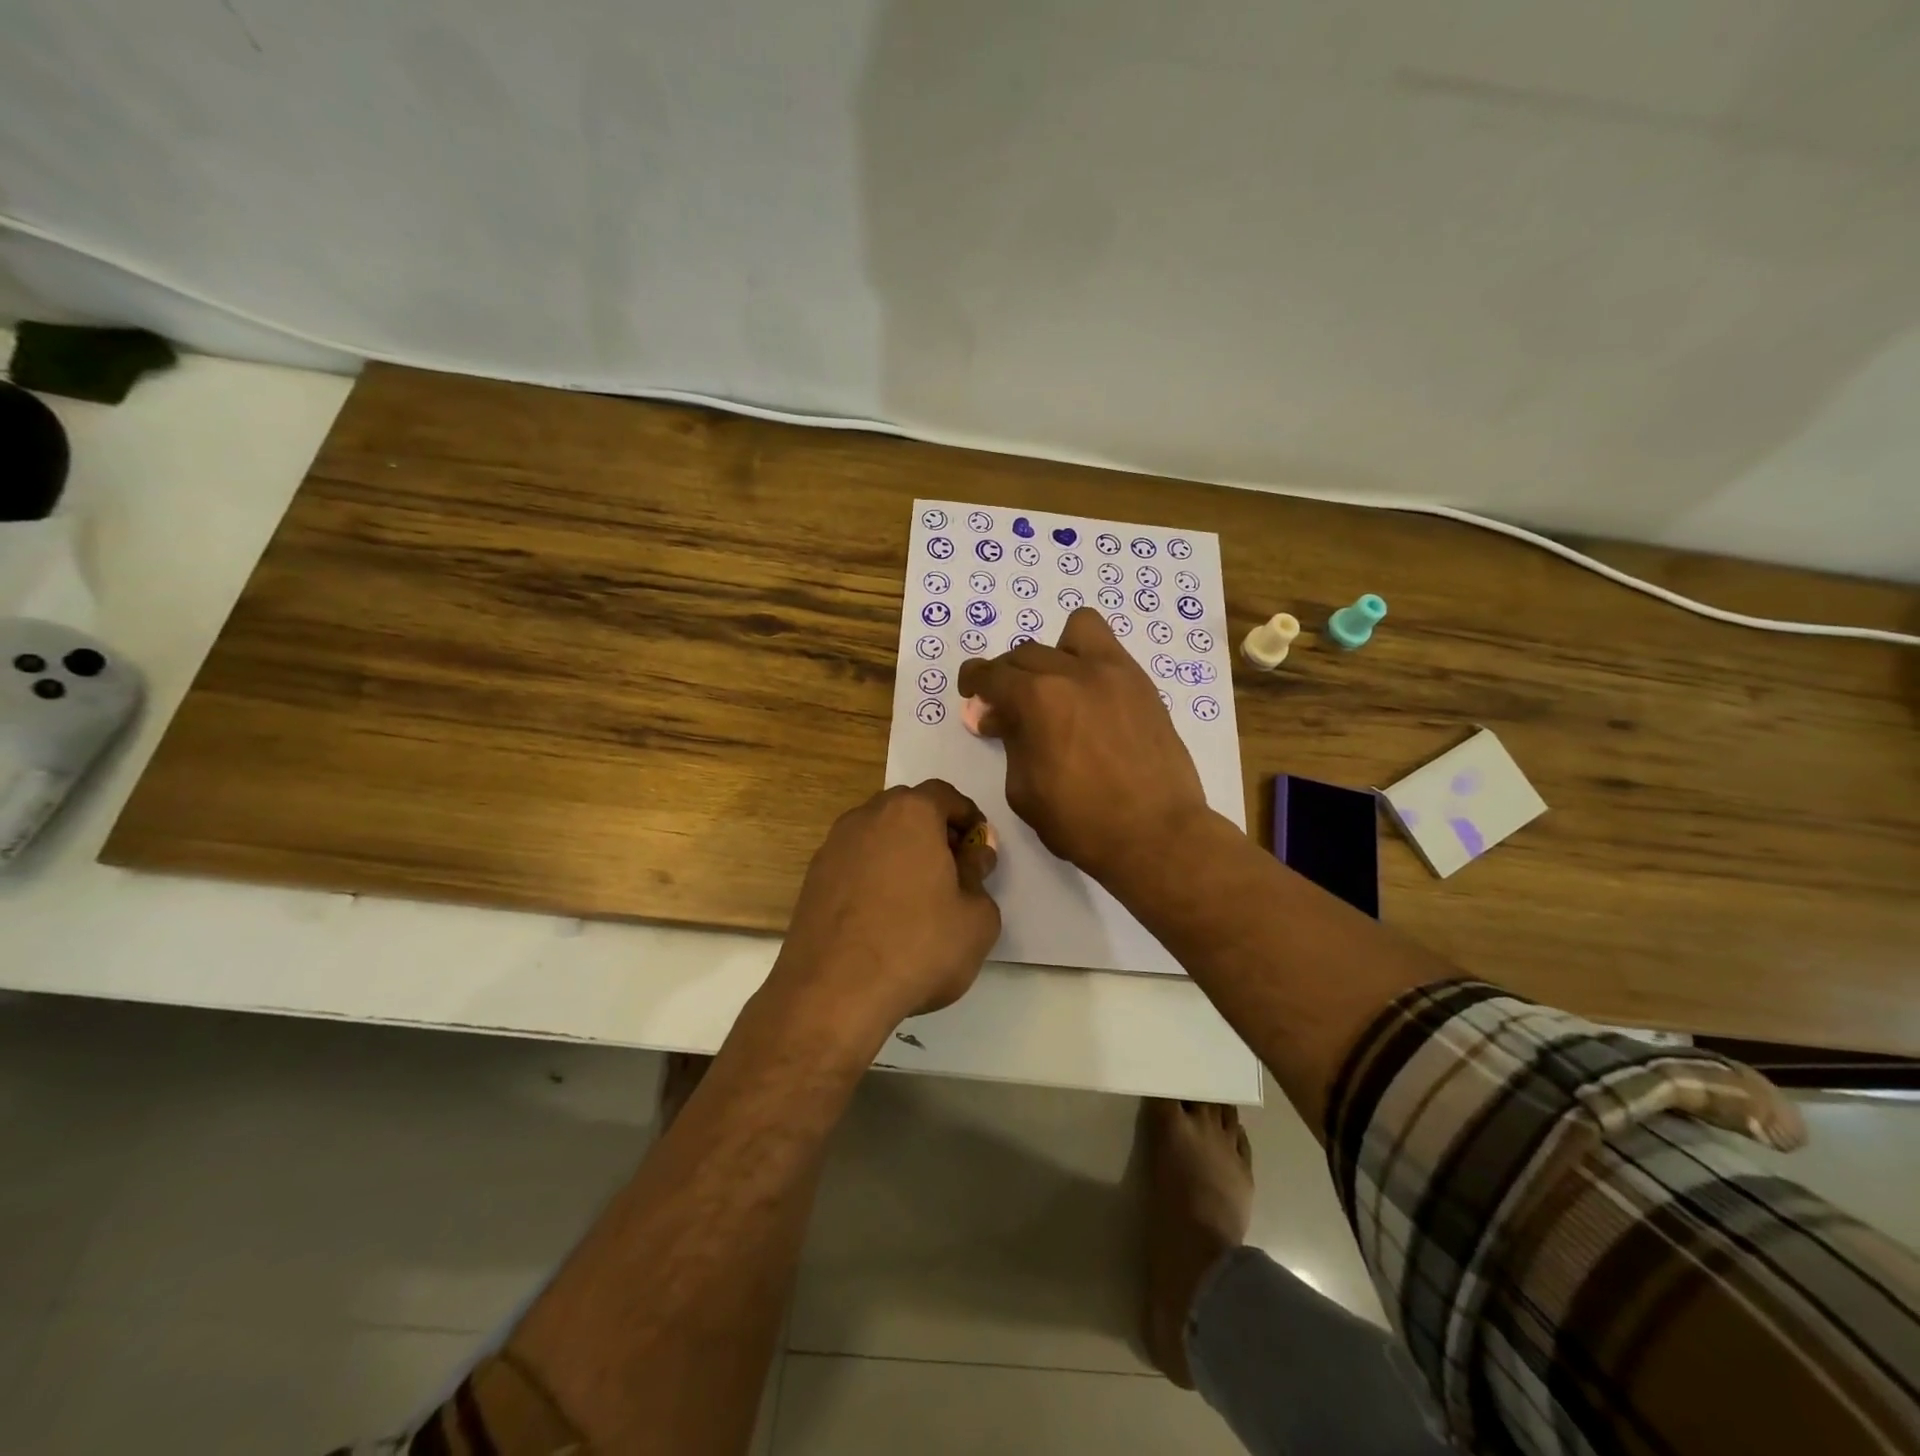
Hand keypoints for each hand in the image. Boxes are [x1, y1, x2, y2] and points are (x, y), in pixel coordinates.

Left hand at [771, 781, 1001, 1035]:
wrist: (833, 992)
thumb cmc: (918, 947)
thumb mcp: (977, 917)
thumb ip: (980, 874)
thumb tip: (974, 854)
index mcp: (911, 813)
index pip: (946, 795)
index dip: (969, 818)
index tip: (980, 850)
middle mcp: (867, 816)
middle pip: (909, 809)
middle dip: (934, 831)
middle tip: (953, 870)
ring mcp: (833, 846)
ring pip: (878, 834)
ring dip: (901, 852)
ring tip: (918, 895)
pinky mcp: (813, 878)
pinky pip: (855, 862)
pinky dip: (874, 874)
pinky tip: (883, 914)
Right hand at [957, 608, 1210, 886]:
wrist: (1156, 834)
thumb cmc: (1080, 822)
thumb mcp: (1023, 789)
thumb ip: (1009, 741)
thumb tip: (1000, 717)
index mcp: (1037, 699)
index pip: (992, 673)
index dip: (974, 681)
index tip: (972, 693)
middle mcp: (1074, 672)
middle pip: (1026, 653)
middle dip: (1008, 676)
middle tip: (1008, 708)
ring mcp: (1115, 673)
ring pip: (1076, 630)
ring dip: (1054, 652)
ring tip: (1056, 686)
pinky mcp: (1143, 685)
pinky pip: (1109, 650)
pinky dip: (1089, 661)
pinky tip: (1089, 697)